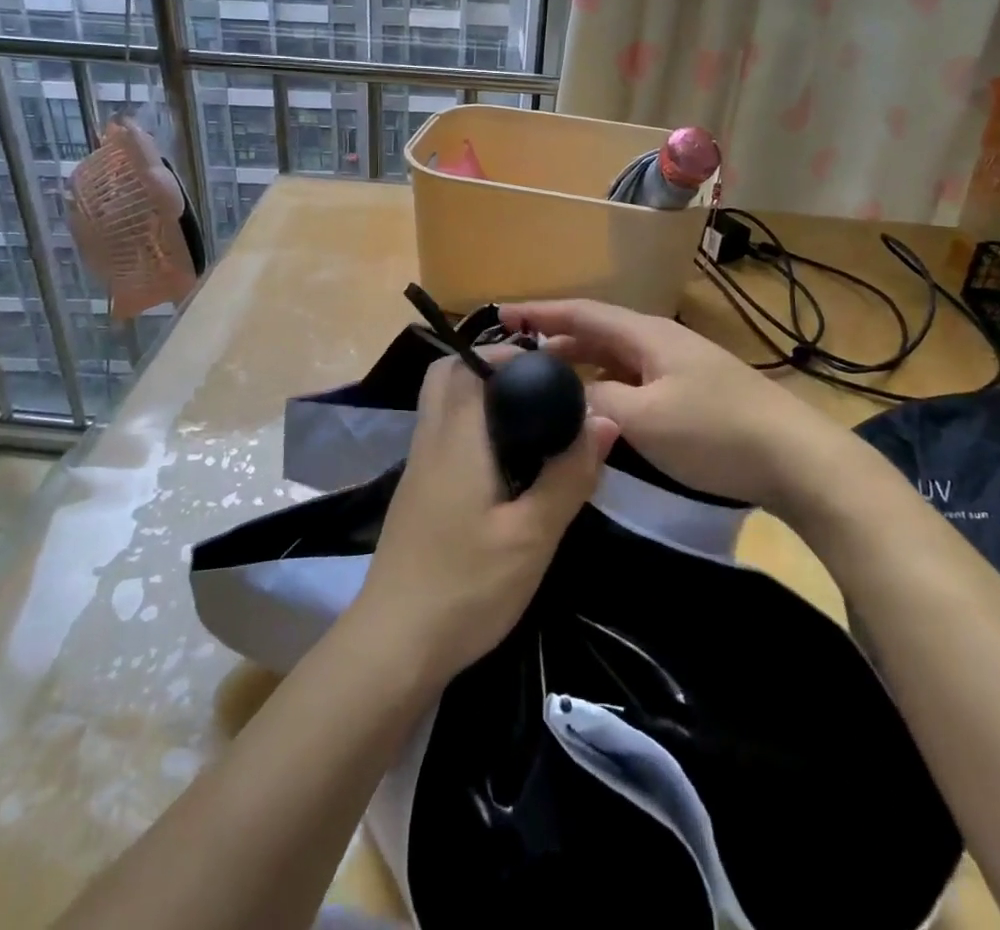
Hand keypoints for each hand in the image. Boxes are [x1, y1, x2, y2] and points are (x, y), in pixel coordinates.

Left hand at [352, 350, 618, 684]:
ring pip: (441, 406)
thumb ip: (568, 476)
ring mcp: (417, 468)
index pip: (467, 366)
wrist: (394, 645)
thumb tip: (604, 420)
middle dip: (487, 369)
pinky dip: (470, 427)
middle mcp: (429, 440)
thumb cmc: (466, 586)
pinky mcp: (416, 493)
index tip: (548, 366)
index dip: (505, 354)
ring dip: (478, 398)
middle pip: (445, 377)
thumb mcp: (531, 537)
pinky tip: (504, 464)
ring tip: (530, 421)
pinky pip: (442, 436)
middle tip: (536, 389)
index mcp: (455, 438)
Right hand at [499, 300, 803, 505]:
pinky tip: (594, 403)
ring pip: (614, 356)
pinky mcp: (691, 392)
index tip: (500, 315)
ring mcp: (678, 367)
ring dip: (578, 362)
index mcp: (647, 335)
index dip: (539, 312)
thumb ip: (596, 400)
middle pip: (596, 330)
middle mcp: (660, 342)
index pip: (581, 312)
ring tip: (543, 380)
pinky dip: (603, 383)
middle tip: (514, 357)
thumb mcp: (644, 418)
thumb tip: (567, 395)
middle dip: (554, 339)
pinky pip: (633, 378)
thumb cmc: (716, 432)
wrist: (798, 461)